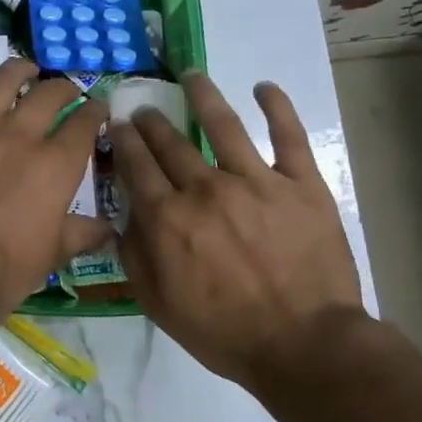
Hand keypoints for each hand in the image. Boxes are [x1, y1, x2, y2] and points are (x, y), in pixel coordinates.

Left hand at [0, 60, 110, 326]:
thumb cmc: (4, 269)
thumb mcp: (52, 254)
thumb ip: (81, 233)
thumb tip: (108, 228)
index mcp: (55, 164)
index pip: (84, 124)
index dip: (96, 112)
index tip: (98, 109)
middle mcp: (19, 135)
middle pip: (48, 93)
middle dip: (63, 88)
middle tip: (64, 92)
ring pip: (0, 81)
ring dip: (16, 71)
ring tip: (23, 70)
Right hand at [109, 74, 363, 386]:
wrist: (304, 346)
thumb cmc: (224, 331)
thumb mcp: (158, 304)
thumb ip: (134, 256)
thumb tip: (122, 218)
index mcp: (168, 217)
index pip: (136, 165)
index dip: (123, 140)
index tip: (117, 125)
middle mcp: (205, 189)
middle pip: (169, 142)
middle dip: (151, 121)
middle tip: (144, 109)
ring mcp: (256, 181)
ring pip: (222, 125)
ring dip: (202, 95)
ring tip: (191, 76)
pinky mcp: (301, 185)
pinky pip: (288, 137)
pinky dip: (277, 107)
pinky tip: (264, 87)